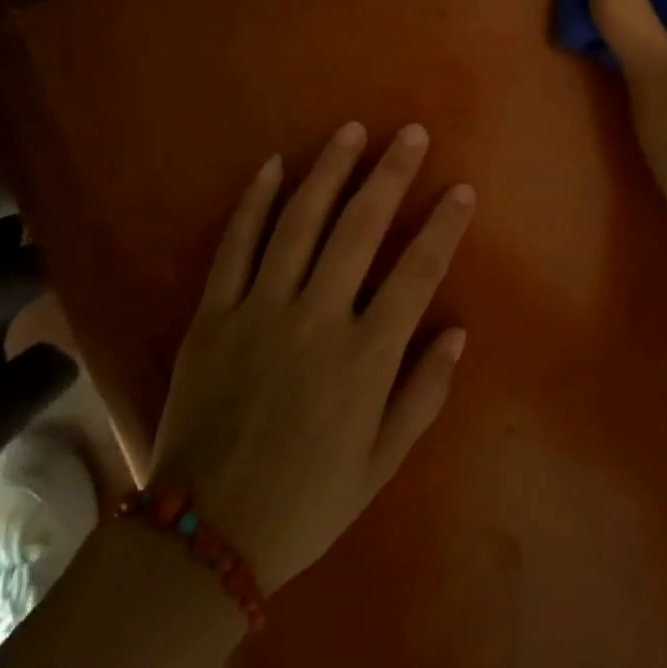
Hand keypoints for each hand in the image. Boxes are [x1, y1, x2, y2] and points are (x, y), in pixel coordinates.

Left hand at [147, 122, 474, 592]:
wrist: (205, 536)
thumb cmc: (307, 501)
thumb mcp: (381, 462)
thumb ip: (424, 393)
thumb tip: (458, 331)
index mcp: (365, 357)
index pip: (417, 272)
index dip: (443, 225)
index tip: (461, 189)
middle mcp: (316, 319)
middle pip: (360, 229)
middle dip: (390, 175)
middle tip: (410, 134)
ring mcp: (259, 310)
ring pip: (299, 223)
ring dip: (328, 171)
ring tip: (350, 131)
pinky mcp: (212, 314)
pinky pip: (235, 246)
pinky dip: (254, 202)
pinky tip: (272, 166)